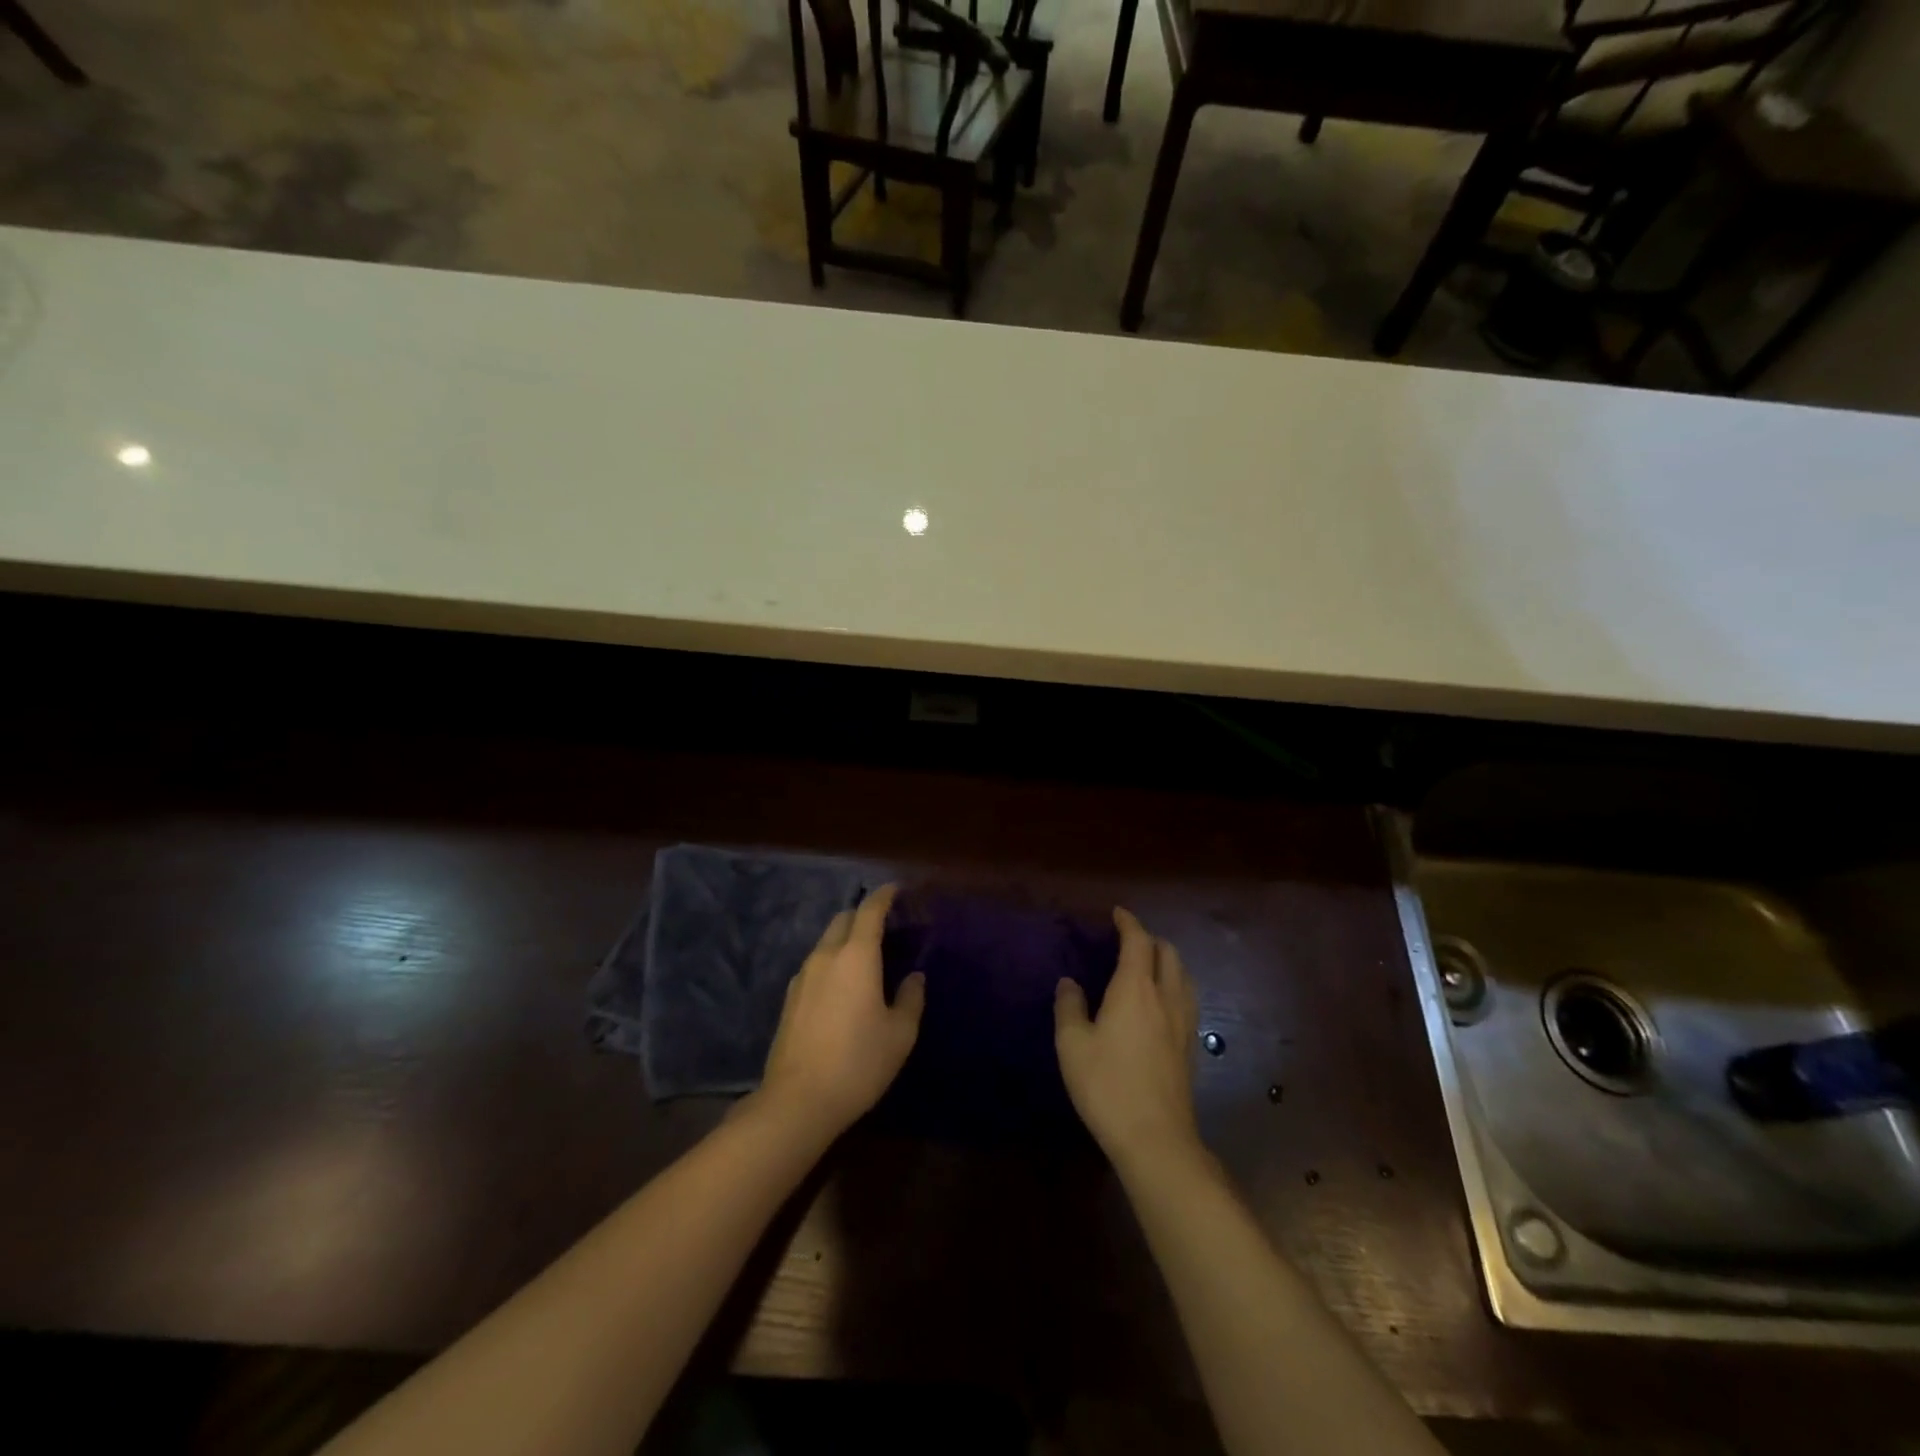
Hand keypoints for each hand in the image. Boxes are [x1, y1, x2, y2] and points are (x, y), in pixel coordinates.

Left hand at [758, 885, 924, 1138]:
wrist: (798, 1101)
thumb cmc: (858, 1063)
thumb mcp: (900, 1034)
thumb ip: (910, 998)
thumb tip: (914, 977)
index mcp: (856, 956)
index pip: (870, 911)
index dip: (884, 895)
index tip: (896, 889)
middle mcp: (826, 957)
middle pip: (843, 919)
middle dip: (863, 915)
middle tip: (885, 926)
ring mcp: (803, 976)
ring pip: (826, 941)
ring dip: (846, 939)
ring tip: (866, 957)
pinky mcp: (790, 998)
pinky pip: (815, 964)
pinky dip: (832, 961)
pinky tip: (843, 985)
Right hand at [1055, 907, 1201, 1171]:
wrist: (1156, 1138)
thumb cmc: (1107, 1085)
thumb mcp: (1072, 1045)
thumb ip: (1069, 1007)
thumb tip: (1069, 982)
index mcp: (1135, 988)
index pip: (1138, 941)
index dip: (1128, 922)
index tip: (1117, 913)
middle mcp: (1166, 996)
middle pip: (1168, 952)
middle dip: (1149, 938)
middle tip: (1127, 941)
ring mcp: (1184, 1022)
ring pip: (1183, 974)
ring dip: (1166, 960)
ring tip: (1146, 967)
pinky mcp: (1191, 1046)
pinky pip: (1187, 998)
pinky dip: (1174, 985)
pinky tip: (1160, 1003)